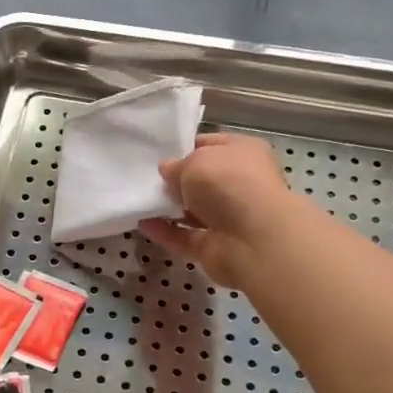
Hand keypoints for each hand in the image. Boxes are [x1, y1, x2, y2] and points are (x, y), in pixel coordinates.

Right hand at [142, 132, 305, 288]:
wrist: (253, 238)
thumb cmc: (228, 183)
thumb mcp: (195, 161)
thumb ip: (177, 165)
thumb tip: (167, 170)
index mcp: (244, 154)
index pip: (211, 145)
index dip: (185, 148)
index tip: (158, 153)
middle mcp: (240, 184)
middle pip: (202, 180)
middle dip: (175, 180)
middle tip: (145, 178)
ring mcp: (229, 218)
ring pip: (193, 210)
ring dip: (168, 208)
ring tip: (139, 200)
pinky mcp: (216, 247)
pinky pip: (184, 237)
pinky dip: (165, 232)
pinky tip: (142, 224)